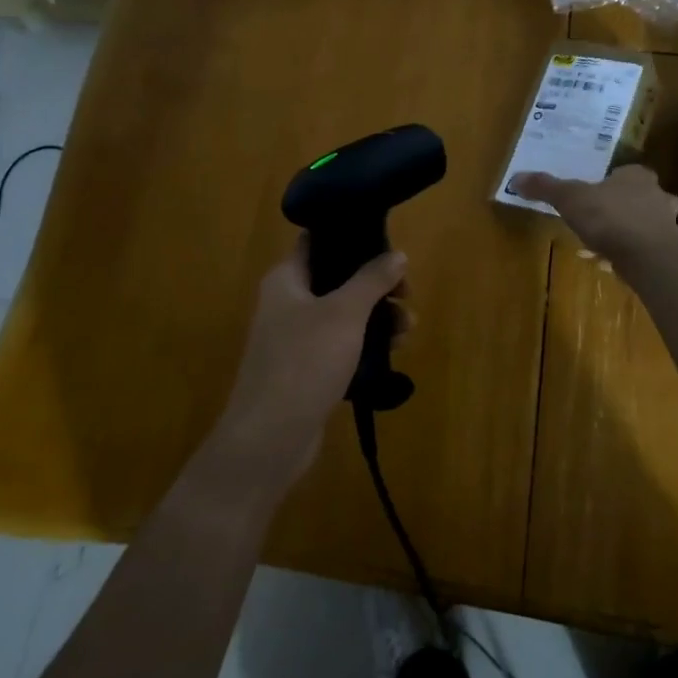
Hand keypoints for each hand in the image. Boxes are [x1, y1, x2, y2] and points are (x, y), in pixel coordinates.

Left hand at [210, 239, 407, 491]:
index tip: (389, 247)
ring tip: (407, 331)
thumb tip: (398, 254)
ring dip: (377, 317)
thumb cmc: (304, 362)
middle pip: (338, 280)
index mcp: (286, 279)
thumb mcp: (344, 313)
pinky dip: (365, 345)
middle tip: (406, 296)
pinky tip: (391, 353)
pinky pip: (341, 346)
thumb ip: (372, 280)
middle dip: (376, 286)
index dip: (352, 239)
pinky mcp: (307, 370)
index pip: (317, 242)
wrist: (270, 438)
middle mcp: (287, 303)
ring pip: (344, 315)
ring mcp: (296, 338)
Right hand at [510, 166, 677, 261]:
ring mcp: (667, 225)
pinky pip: (646, 249)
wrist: (649, 256)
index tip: (596, 192)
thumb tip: (515, 178)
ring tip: (604, 243)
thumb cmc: (610, 217)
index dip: (612, 181)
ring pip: (646, 224)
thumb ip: (546, 188)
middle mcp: (657, 196)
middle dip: (623, 206)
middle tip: (600, 217)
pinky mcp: (667, 252)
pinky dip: (631, 254)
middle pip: (640, 197)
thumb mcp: (570, 198)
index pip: (627, 172)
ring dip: (628, 232)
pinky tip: (612, 264)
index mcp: (637, 176)